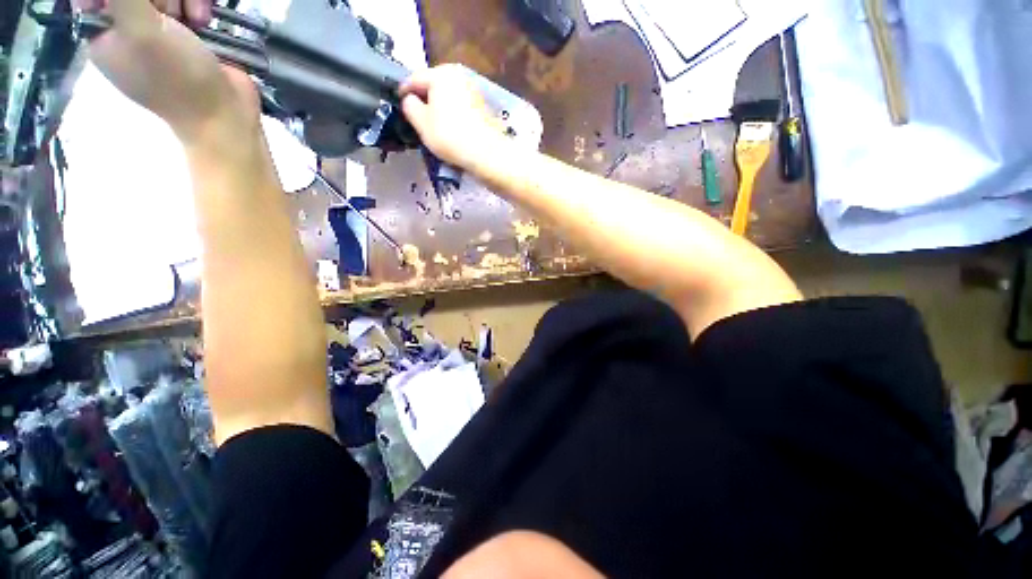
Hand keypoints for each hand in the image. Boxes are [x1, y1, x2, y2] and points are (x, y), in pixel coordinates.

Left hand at [75, 0, 257, 140]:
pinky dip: (197, 5)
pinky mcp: (185, 34)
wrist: (225, 114)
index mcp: (103, 33)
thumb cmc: (177, 78)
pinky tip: (204, 20)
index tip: (143, 4)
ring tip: (196, 18)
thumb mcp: (141, 31)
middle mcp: (126, 29)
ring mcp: (158, 31)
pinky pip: (184, 3)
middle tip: (172, 13)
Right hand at [399, 65, 507, 169]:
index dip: (403, 91)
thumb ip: (409, 105)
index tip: (398, 102)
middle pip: (434, 85)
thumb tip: (410, 99)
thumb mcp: (421, 122)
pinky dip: (454, 113)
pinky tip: (452, 128)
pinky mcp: (483, 107)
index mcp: (441, 74)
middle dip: (424, 98)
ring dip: (440, 106)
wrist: (487, 153)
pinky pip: (461, 106)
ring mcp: (474, 90)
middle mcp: (459, 76)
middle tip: (416, 114)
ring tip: (434, 123)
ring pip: (449, 96)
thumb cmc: (450, 136)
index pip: (414, 78)